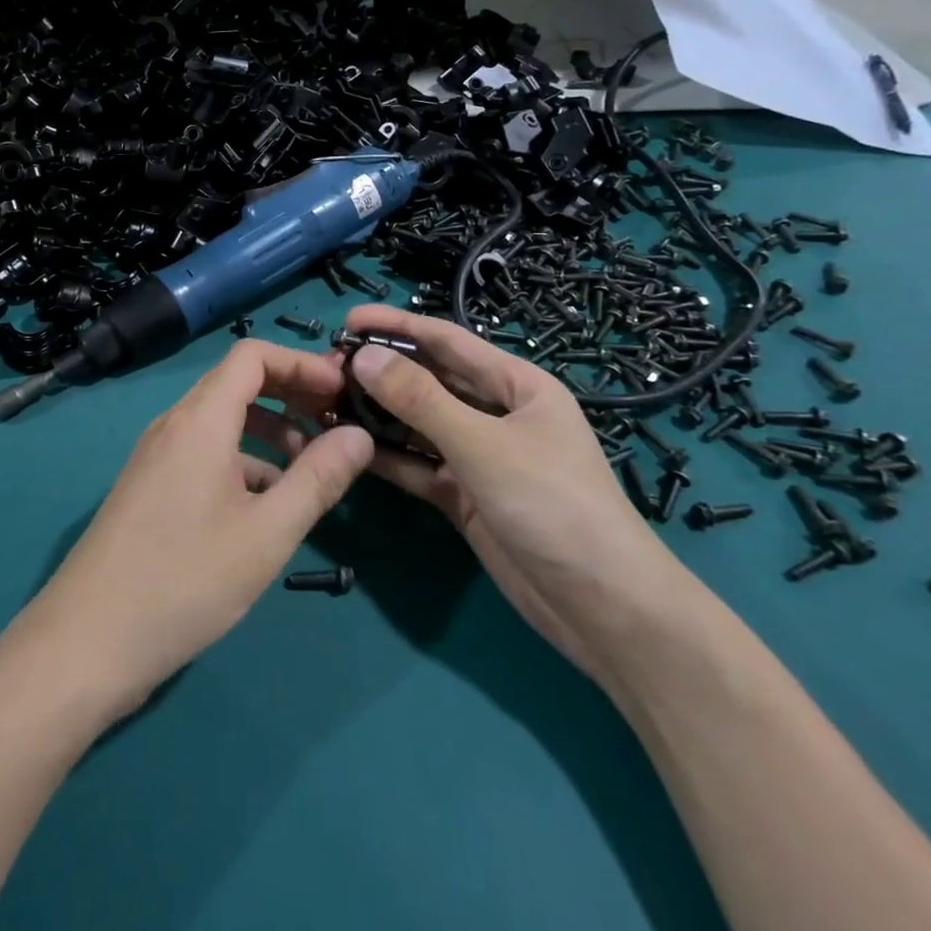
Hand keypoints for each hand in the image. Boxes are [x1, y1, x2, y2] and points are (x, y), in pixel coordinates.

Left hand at [14, 339, 373, 717]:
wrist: (86, 641)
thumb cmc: (184, 580)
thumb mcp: (266, 533)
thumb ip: (317, 479)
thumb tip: (359, 435)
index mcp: (200, 420)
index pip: (252, 356)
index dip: (301, 363)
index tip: (342, 391)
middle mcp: (174, 425)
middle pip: (237, 383)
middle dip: (291, 394)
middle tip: (336, 423)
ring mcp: (157, 455)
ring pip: (221, 420)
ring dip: (269, 430)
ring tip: (311, 466)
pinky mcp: (150, 486)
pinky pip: (204, 451)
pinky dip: (242, 459)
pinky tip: (268, 502)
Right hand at [340, 305, 689, 679]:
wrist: (604, 610)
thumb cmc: (554, 505)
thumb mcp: (483, 445)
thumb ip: (420, 400)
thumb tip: (363, 355)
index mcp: (517, 385)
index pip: (447, 341)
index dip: (398, 327)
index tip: (348, 320)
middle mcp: (497, 414)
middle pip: (430, 381)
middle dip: (382, 372)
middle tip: (327, 368)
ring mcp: (480, 458)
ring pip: (419, 425)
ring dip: (378, 415)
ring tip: (326, 404)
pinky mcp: (465, 497)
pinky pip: (419, 466)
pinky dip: (388, 457)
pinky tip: (348, 448)